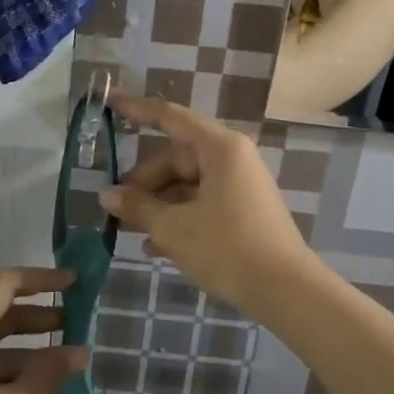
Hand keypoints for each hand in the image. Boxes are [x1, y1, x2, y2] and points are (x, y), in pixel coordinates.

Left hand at [0, 267, 86, 393]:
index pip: (3, 285)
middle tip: (75, 319)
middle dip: (36, 313)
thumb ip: (50, 374)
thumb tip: (78, 352)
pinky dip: (4, 362)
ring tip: (62, 353)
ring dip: (23, 341)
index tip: (74, 283)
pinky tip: (34, 380)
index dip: (42, 280)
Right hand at [100, 92, 315, 311]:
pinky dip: (178, 218)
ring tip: (129, 230)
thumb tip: (108, 195)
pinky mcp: (243, 211)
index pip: (171, 117)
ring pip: (187, 184)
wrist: (285, 292)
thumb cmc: (228, 248)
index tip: (109, 102)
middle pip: (176, 159)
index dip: (137, 109)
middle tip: (115, 208)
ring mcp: (240, 185)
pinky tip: (154, 246)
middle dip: (144, 183)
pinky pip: (201, 203)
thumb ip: (138, 207)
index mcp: (220, 148)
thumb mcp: (174, 228)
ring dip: (158, 205)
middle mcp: (232, 158)